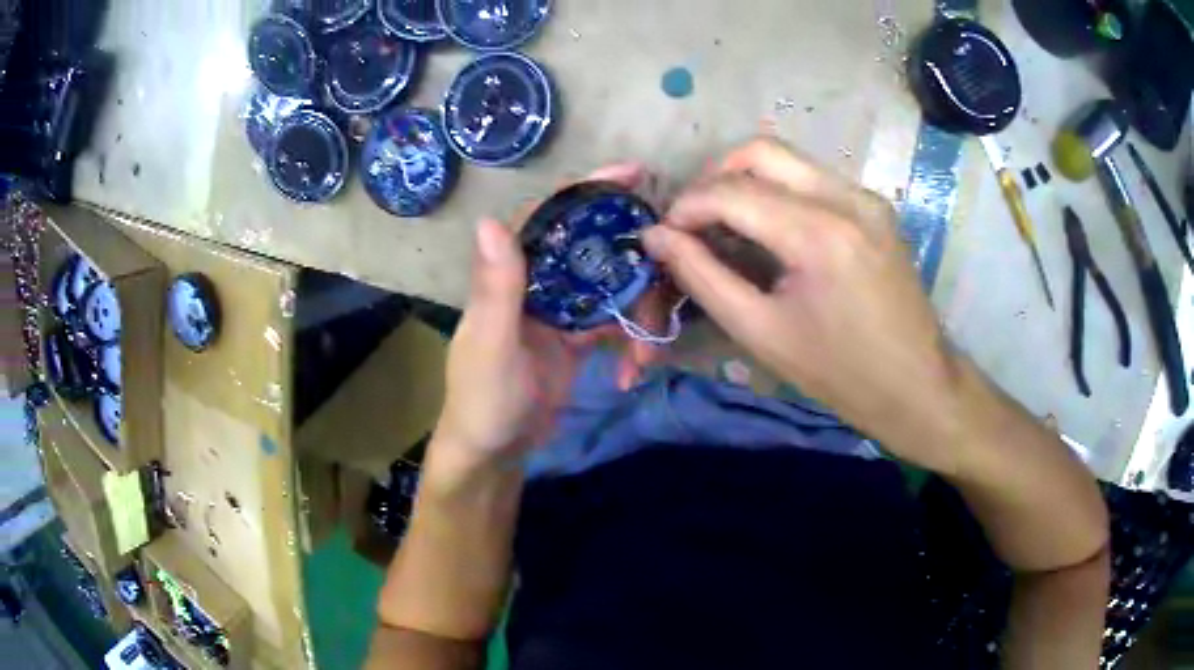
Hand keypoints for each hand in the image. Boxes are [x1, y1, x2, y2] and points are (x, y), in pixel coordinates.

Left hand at [432, 164, 670, 474]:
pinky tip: (633, 373)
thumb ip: (496, 288)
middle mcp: (538, 281)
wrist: (495, 453)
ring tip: (646, 355)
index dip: (588, 190)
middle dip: (633, 262)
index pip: (549, 216)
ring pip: (612, 288)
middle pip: (594, 248)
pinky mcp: (579, 338)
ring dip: (639, 316)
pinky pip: (616, 325)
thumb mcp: (491, 346)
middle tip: (671, 270)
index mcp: (511, 273)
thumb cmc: (483, 400)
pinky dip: (632, 344)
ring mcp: (562, 309)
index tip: (633, 175)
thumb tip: (490, 219)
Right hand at [642, 138, 960, 470]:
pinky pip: (814, 179)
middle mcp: (846, 198)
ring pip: (789, 160)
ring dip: (746, 181)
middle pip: (761, 151)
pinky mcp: (875, 206)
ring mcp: (866, 197)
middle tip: (694, 220)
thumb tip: (657, 238)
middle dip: (714, 177)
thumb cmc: (839, 373)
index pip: (732, 191)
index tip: (664, 234)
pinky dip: (779, 192)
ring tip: (726, 225)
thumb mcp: (761, 333)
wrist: (917, 385)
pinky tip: (771, 230)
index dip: (687, 206)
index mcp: (819, 234)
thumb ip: (703, 278)